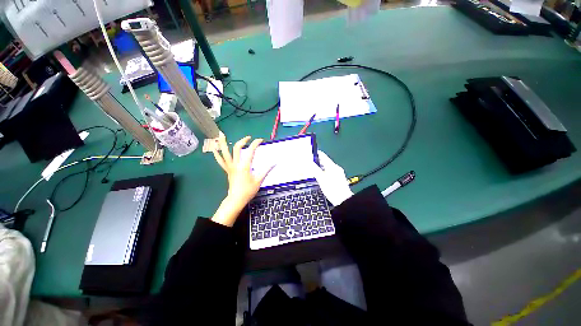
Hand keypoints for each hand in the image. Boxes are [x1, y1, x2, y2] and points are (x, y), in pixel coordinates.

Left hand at [211, 135, 272, 226]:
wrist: (236, 199)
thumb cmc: (248, 191)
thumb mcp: (259, 181)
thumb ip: (266, 170)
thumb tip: (274, 163)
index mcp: (244, 166)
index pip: (251, 150)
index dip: (256, 143)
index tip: (260, 140)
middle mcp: (236, 164)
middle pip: (237, 148)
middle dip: (242, 140)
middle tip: (248, 137)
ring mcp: (230, 167)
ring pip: (225, 152)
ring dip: (222, 143)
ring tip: (220, 134)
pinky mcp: (227, 170)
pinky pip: (221, 161)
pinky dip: (217, 154)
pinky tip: (213, 148)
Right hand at [310, 151, 352, 205]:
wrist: (343, 200)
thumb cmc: (332, 189)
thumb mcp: (321, 179)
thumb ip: (314, 169)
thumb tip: (307, 161)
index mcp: (332, 166)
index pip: (323, 156)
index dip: (315, 153)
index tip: (308, 153)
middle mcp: (336, 168)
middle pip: (325, 162)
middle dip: (316, 161)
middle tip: (307, 162)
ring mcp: (338, 174)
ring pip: (327, 168)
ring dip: (320, 168)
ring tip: (311, 170)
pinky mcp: (339, 180)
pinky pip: (329, 173)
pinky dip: (323, 173)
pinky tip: (320, 177)